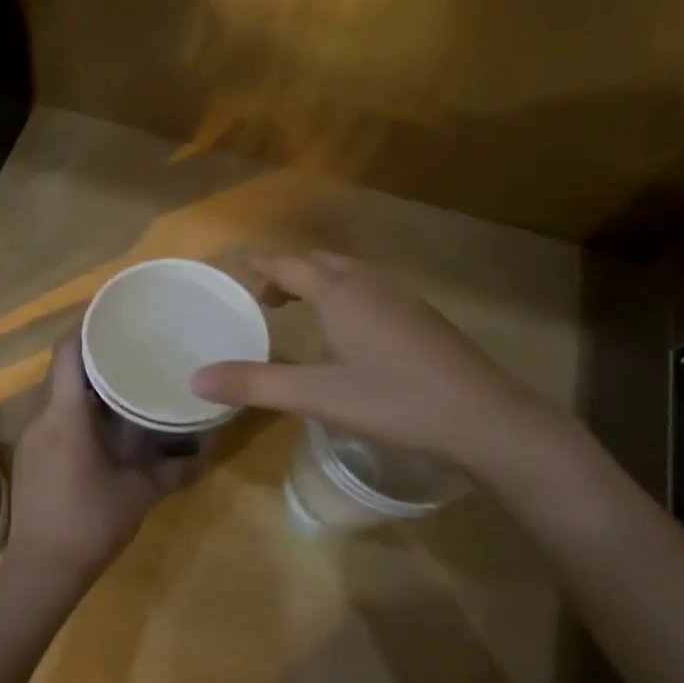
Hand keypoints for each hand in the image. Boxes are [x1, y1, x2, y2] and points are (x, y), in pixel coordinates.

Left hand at [5, 333, 199, 590]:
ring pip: (57, 394)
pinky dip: (76, 408)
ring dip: (85, 384)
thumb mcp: (139, 495)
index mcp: (65, 416)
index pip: (67, 353)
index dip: (87, 327)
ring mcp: (32, 437)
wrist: (41, 571)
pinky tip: (103, 421)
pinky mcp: (31, 455)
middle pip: (62, 369)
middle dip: (93, 355)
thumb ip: (176, 471)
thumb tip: (208, 453)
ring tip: (122, 379)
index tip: (116, 316)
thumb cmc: (90, 524)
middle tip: (131, 347)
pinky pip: (53, 416)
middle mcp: (42, 417)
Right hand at [190, 252, 562, 473]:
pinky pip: (374, 293)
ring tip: (304, 314)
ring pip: (352, 276)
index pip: (291, 266)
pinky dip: (349, 299)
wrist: (486, 419)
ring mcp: (404, 300)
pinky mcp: (425, 320)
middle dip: (291, 273)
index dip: (263, 267)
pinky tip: (353, 337)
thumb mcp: (318, 395)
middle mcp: (371, 285)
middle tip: (268, 299)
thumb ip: (255, 384)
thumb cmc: (395, 400)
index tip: (241, 270)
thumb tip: (196, 379)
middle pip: (323, 263)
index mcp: (341, 293)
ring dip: (323, 284)